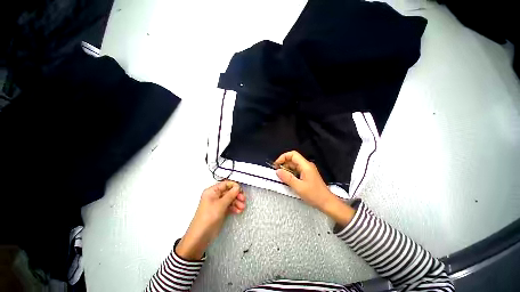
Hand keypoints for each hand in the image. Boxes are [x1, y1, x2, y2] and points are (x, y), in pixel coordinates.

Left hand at [176, 181, 245, 259]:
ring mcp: (217, 204)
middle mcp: (214, 196)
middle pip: (229, 191)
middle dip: (237, 195)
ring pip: (230, 199)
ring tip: (242, 207)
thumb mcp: (221, 204)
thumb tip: (237, 187)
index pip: (225, 184)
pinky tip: (238, 210)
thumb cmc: (207, 219)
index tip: (240, 190)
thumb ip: (230, 195)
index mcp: (212, 191)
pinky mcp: (220, 210)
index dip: (234, 186)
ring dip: (237, 202)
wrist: (201, 236)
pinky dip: (234, 207)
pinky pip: (229, 206)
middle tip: (243, 199)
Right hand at [275, 151, 354, 225]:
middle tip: (277, 173)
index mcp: (305, 165)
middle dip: (283, 164)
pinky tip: (288, 180)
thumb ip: (287, 178)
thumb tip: (277, 171)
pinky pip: (297, 171)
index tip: (276, 165)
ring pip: (294, 165)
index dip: (283, 157)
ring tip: (281, 177)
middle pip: (293, 159)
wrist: (327, 203)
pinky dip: (290, 173)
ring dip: (286, 169)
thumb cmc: (314, 195)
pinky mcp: (307, 175)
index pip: (293, 154)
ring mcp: (307, 170)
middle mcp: (306, 165)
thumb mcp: (299, 187)